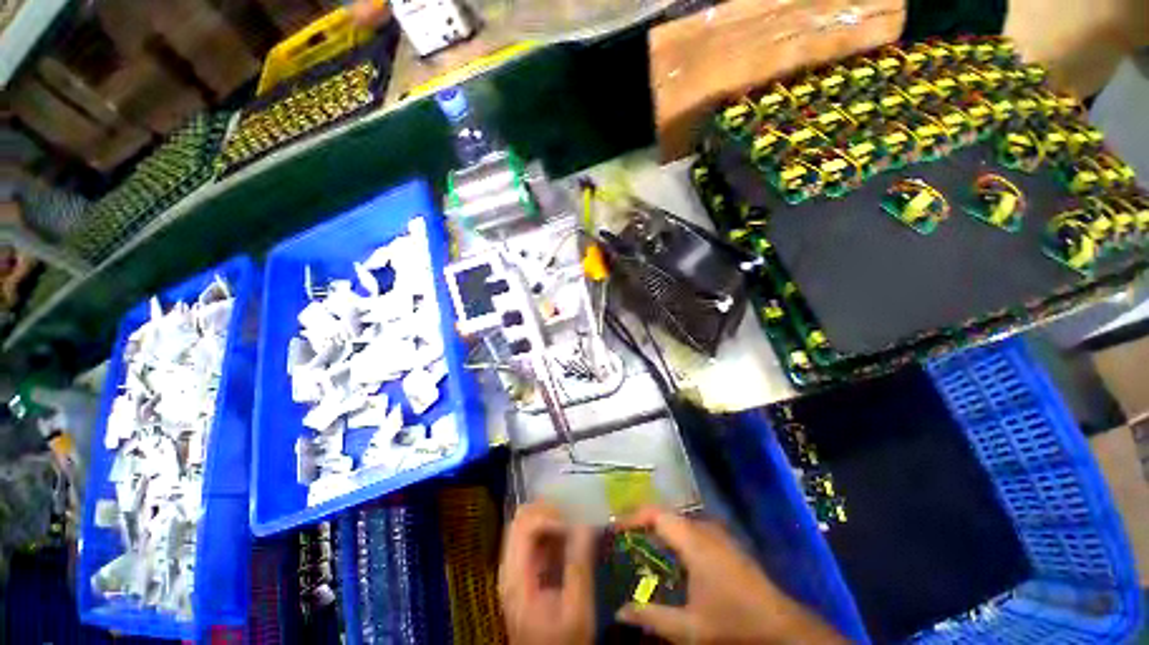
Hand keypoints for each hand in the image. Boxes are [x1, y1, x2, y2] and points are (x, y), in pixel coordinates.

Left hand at [498, 503, 594, 644]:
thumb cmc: (562, 643)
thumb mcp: (576, 610)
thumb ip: (579, 566)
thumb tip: (586, 524)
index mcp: (515, 576)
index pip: (524, 526)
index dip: (550, 517)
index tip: (576, 524)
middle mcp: (510, 566)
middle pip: (521, 519)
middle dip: (549, 511)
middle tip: (575, 516)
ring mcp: (516, 567)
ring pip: (527, 524)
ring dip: (551, 518)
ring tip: (576, 523)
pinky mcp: (526, 570)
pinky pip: (535, 537)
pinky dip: (552, 529)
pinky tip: (571, 537)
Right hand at [616, 507, 847, 644]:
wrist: (782, 627)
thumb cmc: (733, 623)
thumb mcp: (689, 628)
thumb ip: (653, 618)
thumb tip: (620, 612)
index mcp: (694, 541)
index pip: (657, 514)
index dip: (634, 516)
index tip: (615, 526)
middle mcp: (704, 530)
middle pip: (667, 515)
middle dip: (644, 523)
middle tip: (625, 538)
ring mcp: (718, 535)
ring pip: (680, 522)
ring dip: (660, 530)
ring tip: (642, 546)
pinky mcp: (726, 545)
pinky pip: (692, 531)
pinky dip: (675, 537)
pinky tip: (671, 558)